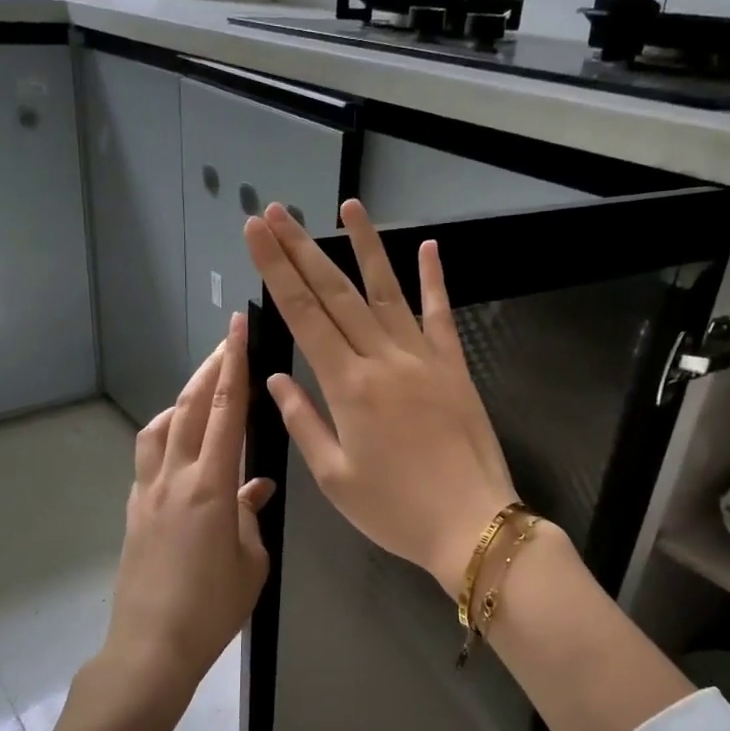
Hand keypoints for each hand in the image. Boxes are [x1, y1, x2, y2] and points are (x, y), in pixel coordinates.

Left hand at [85, 313, 274, 730]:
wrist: (151, 646)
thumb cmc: (212, 608)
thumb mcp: (250, 561)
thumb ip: (251, 516)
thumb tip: (256, 488)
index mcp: (210, 487)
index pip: (223, 411)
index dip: (232, 365)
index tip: (237, 328)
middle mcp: (174, 478)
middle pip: (188, 408)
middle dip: (209, 369)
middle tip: (226, 342)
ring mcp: (148, 493)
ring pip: (160, 428)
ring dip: (182, 401)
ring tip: (202, 394)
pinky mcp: (135, 511)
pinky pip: (149, 458)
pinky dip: (167, 438)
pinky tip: (183, 450)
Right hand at [243, 199, 516, 597]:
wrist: (472, 524)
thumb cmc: (395, 510)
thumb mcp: (335, 477)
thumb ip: (303, 422)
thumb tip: (275, 378)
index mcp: (347, 387)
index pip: (303, 315)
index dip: (276, 270)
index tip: (257, 233)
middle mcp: (383, 360)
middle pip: (336, 293)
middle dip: (303, 249)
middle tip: (278, 211)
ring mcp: (423, 358)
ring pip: (388, 292)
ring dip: (366, 247)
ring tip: (349, 206)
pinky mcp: (455, 367)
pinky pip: (441, 315)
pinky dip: (434, 280)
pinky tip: (429, 247)